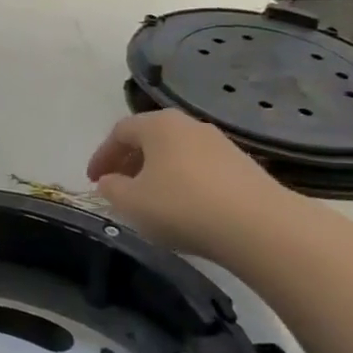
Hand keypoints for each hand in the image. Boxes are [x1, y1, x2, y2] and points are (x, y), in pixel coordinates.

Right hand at [87, 112, 292, 256]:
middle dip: (129, 161)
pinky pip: (200, 168)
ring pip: (176, 153)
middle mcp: (190, 125)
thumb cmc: (182, 207)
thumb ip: (112, 188)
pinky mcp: (244, 166)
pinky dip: (183, 181)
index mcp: (159, 124)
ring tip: (149, 199)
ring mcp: (221, 144)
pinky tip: (183, 207)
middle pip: (150, 138)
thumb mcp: (131, 202)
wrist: (261, 227)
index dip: (101, 156)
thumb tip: (109, 181)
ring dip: (156, 172)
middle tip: (117, 187)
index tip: (92, 180)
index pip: (119, 132)